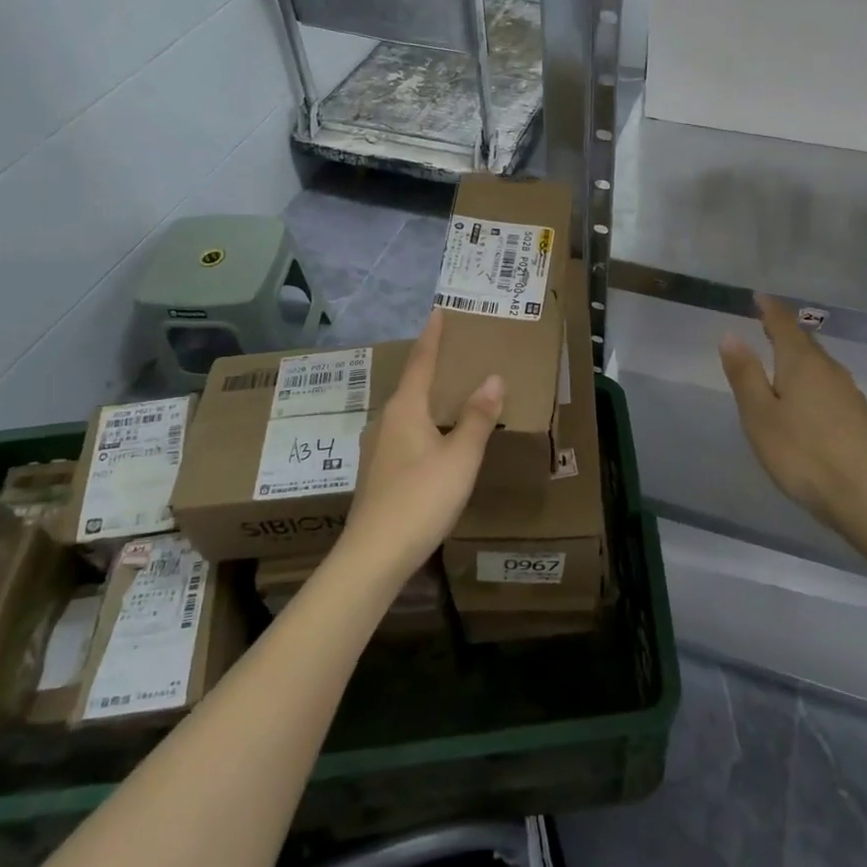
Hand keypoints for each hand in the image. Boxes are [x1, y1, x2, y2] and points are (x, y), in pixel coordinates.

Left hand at [343, 309, 504, 580]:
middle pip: (411, 385)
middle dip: (432, 368)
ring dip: (427, 400)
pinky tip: (435, 441)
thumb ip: (477, 418)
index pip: (421, 361)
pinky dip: (422, 425)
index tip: (438, 312)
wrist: (374, 555)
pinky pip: (403, 434)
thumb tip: (493, 378)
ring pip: (406, 412)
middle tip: (457, 355)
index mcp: (405, 409)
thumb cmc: (421, 498)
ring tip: (450, 396)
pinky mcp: (377, 472)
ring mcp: (376, 448)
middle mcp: (385, 420)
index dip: (432, 337)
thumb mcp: (460, 457)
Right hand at [718, 295, 866, 525]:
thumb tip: (731, 334)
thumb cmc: (802, 453)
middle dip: (785, 331)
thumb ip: (745, 374)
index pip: (784, 324)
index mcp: (801, 363)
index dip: (770, 309)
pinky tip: (807, 398)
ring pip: (820, 364)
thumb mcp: (760, 415)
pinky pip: (829, 385)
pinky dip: (813, 380)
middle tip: (767, 324)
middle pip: (805, 342)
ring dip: (800, 356)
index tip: (759, 296)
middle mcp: (829, 370)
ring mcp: (849, 393)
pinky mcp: (859, 417)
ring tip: (783, 359)